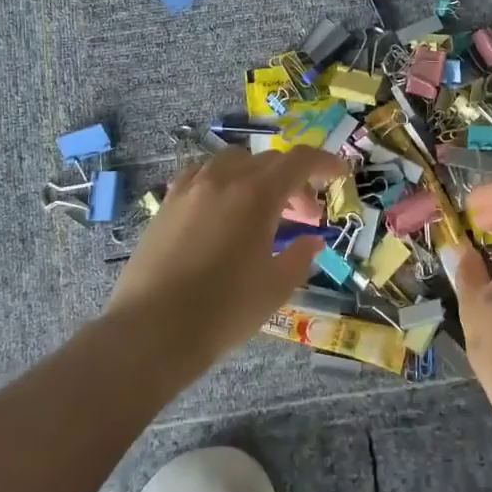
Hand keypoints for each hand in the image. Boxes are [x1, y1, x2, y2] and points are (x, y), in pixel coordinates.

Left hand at [106, 146, 347, 371]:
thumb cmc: (223, 311)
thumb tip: (311, 241)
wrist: (151, 331)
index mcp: (257, 194)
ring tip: (262, 209)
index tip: (340, 175)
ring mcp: (191, 188)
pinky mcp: (167, 203)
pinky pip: (203, 175)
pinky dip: (224, 181)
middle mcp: (224, 179)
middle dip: (294, 182)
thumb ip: (299, 257)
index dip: (325, 163)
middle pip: (269, 161)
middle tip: (304, 216)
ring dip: (258, 176)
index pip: (300, 161)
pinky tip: (224, 209)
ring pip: (234, 162)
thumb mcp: (275, 287)